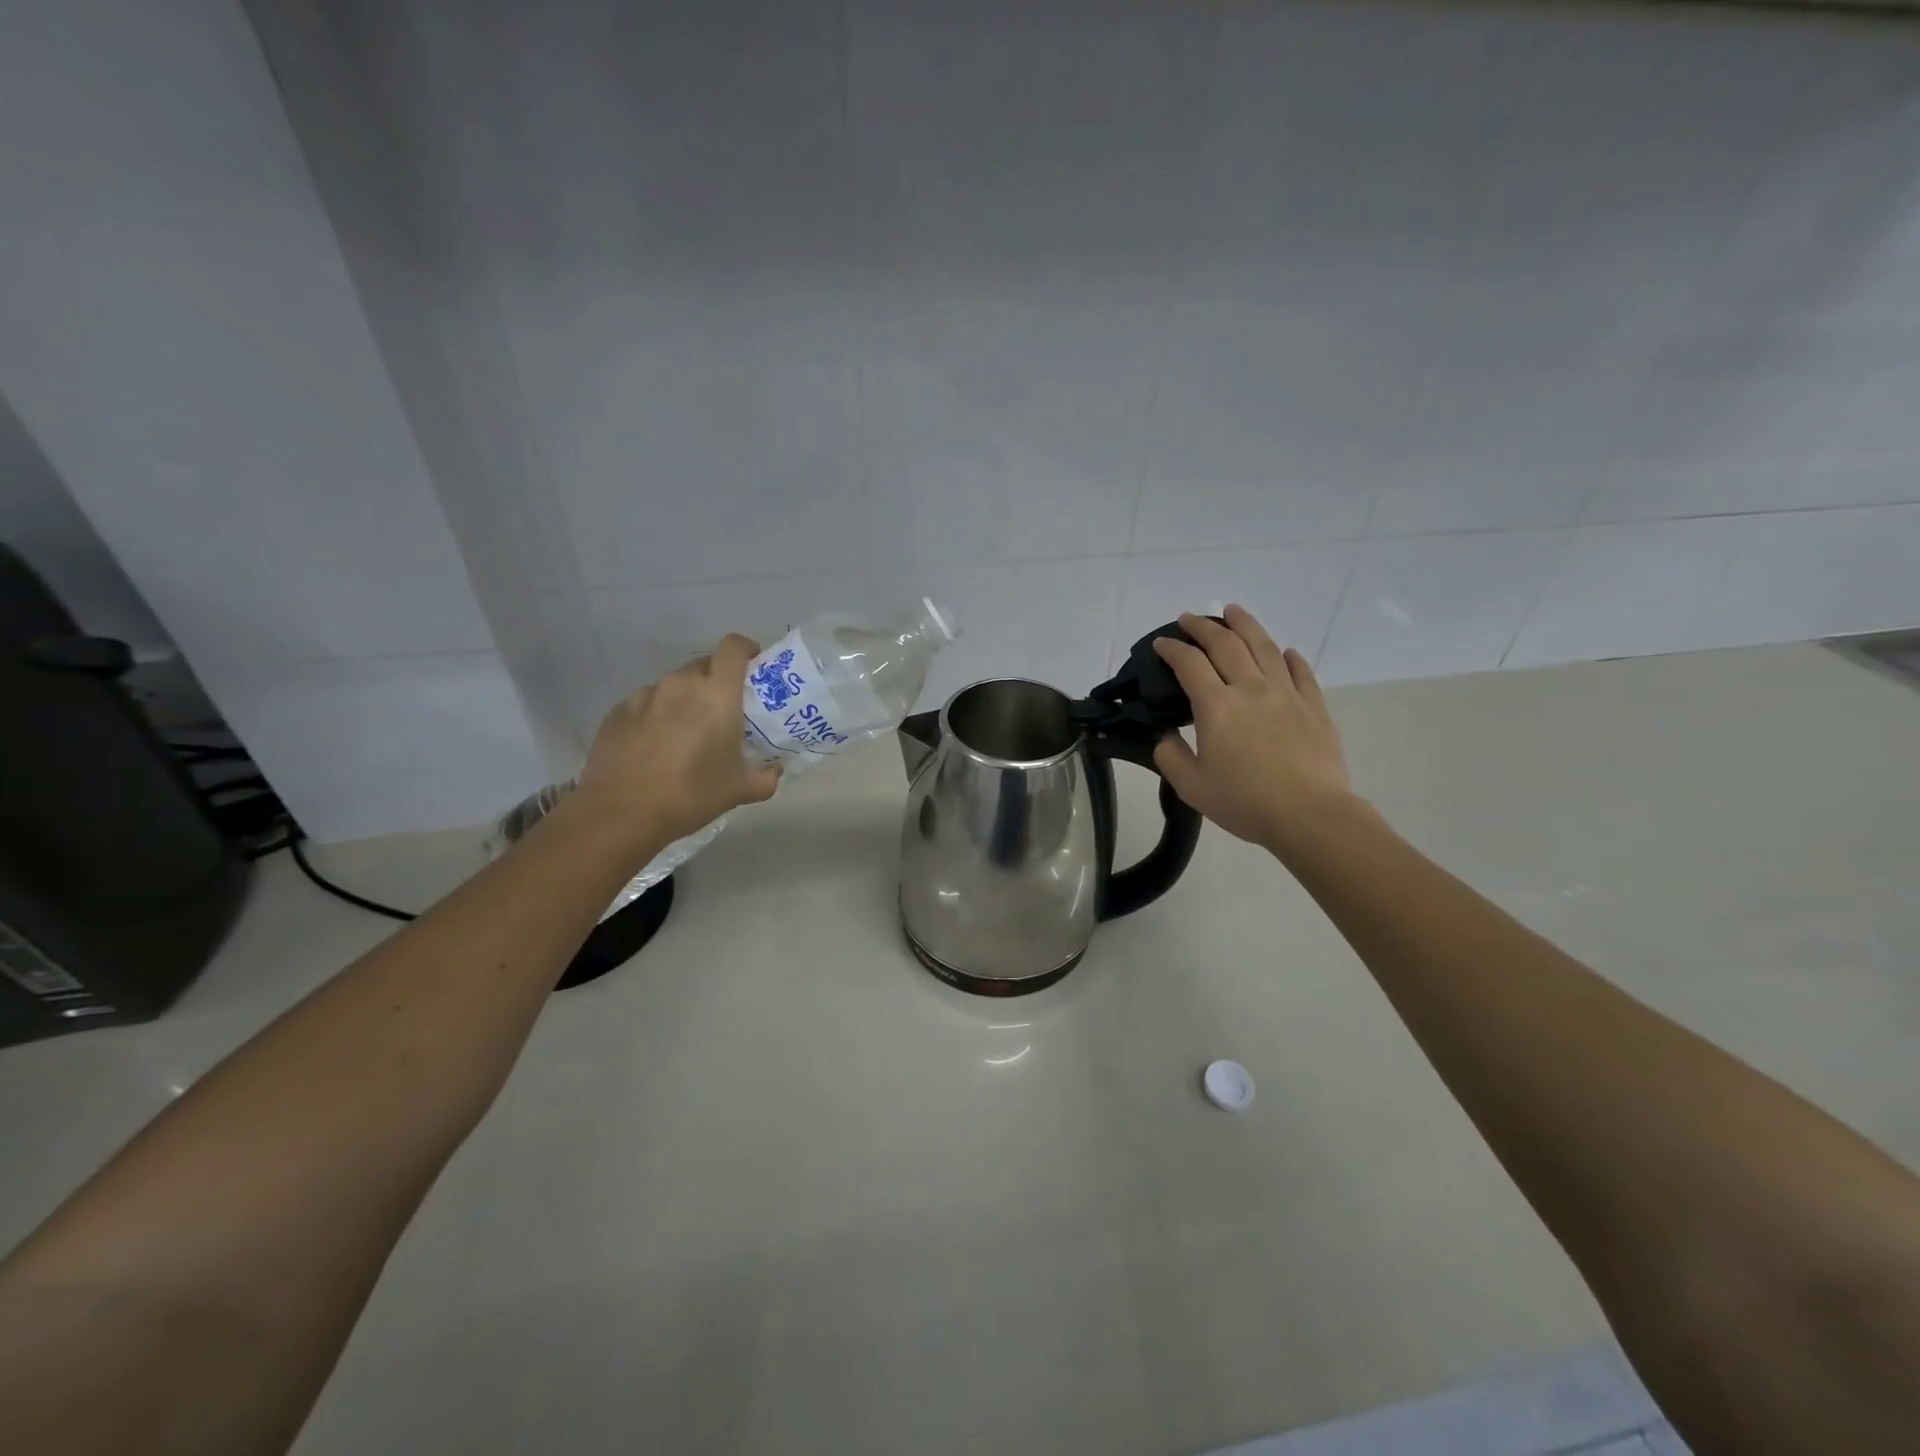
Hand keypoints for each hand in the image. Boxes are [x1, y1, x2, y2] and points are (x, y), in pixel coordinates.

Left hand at [573, 634, 781, 848]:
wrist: (620, 814)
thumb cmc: (690, 795)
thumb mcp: (740, 790)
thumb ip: (767, 776)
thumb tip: (775, 770)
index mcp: (716, 694)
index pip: (734, 647)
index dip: (747, 649)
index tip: (754, 666)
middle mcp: (680, 684)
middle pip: (704, 665)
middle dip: (717, 681)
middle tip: (723, 710)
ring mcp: (645, 695)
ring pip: (674, 685)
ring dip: (685, 700)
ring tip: (686, 732)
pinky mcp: (617, 711)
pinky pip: (646, 703)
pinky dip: (657, 715)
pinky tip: (654, 746)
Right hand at [1152, 606, 1359, 853]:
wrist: (1309, 814)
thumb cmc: (1244, 801)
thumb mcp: (1191, 786)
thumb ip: (1170, 756)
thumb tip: (1166, 735)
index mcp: (1216, 706)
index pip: (1189, 664)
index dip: (1172, 649)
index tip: (1161, 644)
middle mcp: (1250, 689)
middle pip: (1226, 644)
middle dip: (1203, 627)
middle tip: (1189, 618)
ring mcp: (1286, 694)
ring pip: (1264, 647)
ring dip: (1245, 625)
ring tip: (1234, 611)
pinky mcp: (1314, 707)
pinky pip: (1301, 672)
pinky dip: (1289, 657)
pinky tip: (1285, 652)